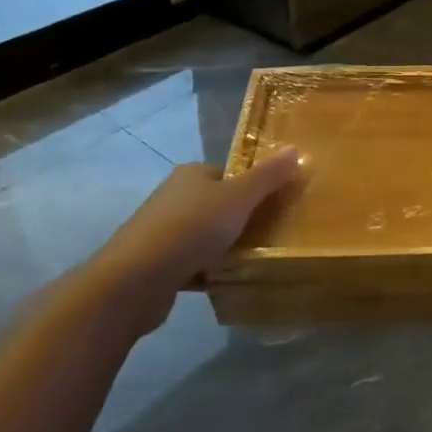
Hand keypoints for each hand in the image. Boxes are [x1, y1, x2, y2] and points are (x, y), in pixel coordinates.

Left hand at [88, 150, 298, 335]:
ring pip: (204, 235)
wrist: (135, 280)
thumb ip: (268, 176)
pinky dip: (207, 271)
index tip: (275, 206)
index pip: (230, 174)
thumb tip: (296, 149)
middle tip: (270, 235)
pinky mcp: (156, 265)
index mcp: (192, 174)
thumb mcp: (239, 197)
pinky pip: (191, 263)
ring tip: (252, 261)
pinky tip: (224, 282)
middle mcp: (174, 197)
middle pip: (218, 204)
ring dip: (224, 247)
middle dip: (240, 219)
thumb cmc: (191, 228)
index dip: (253, 187)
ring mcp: (161, 232)